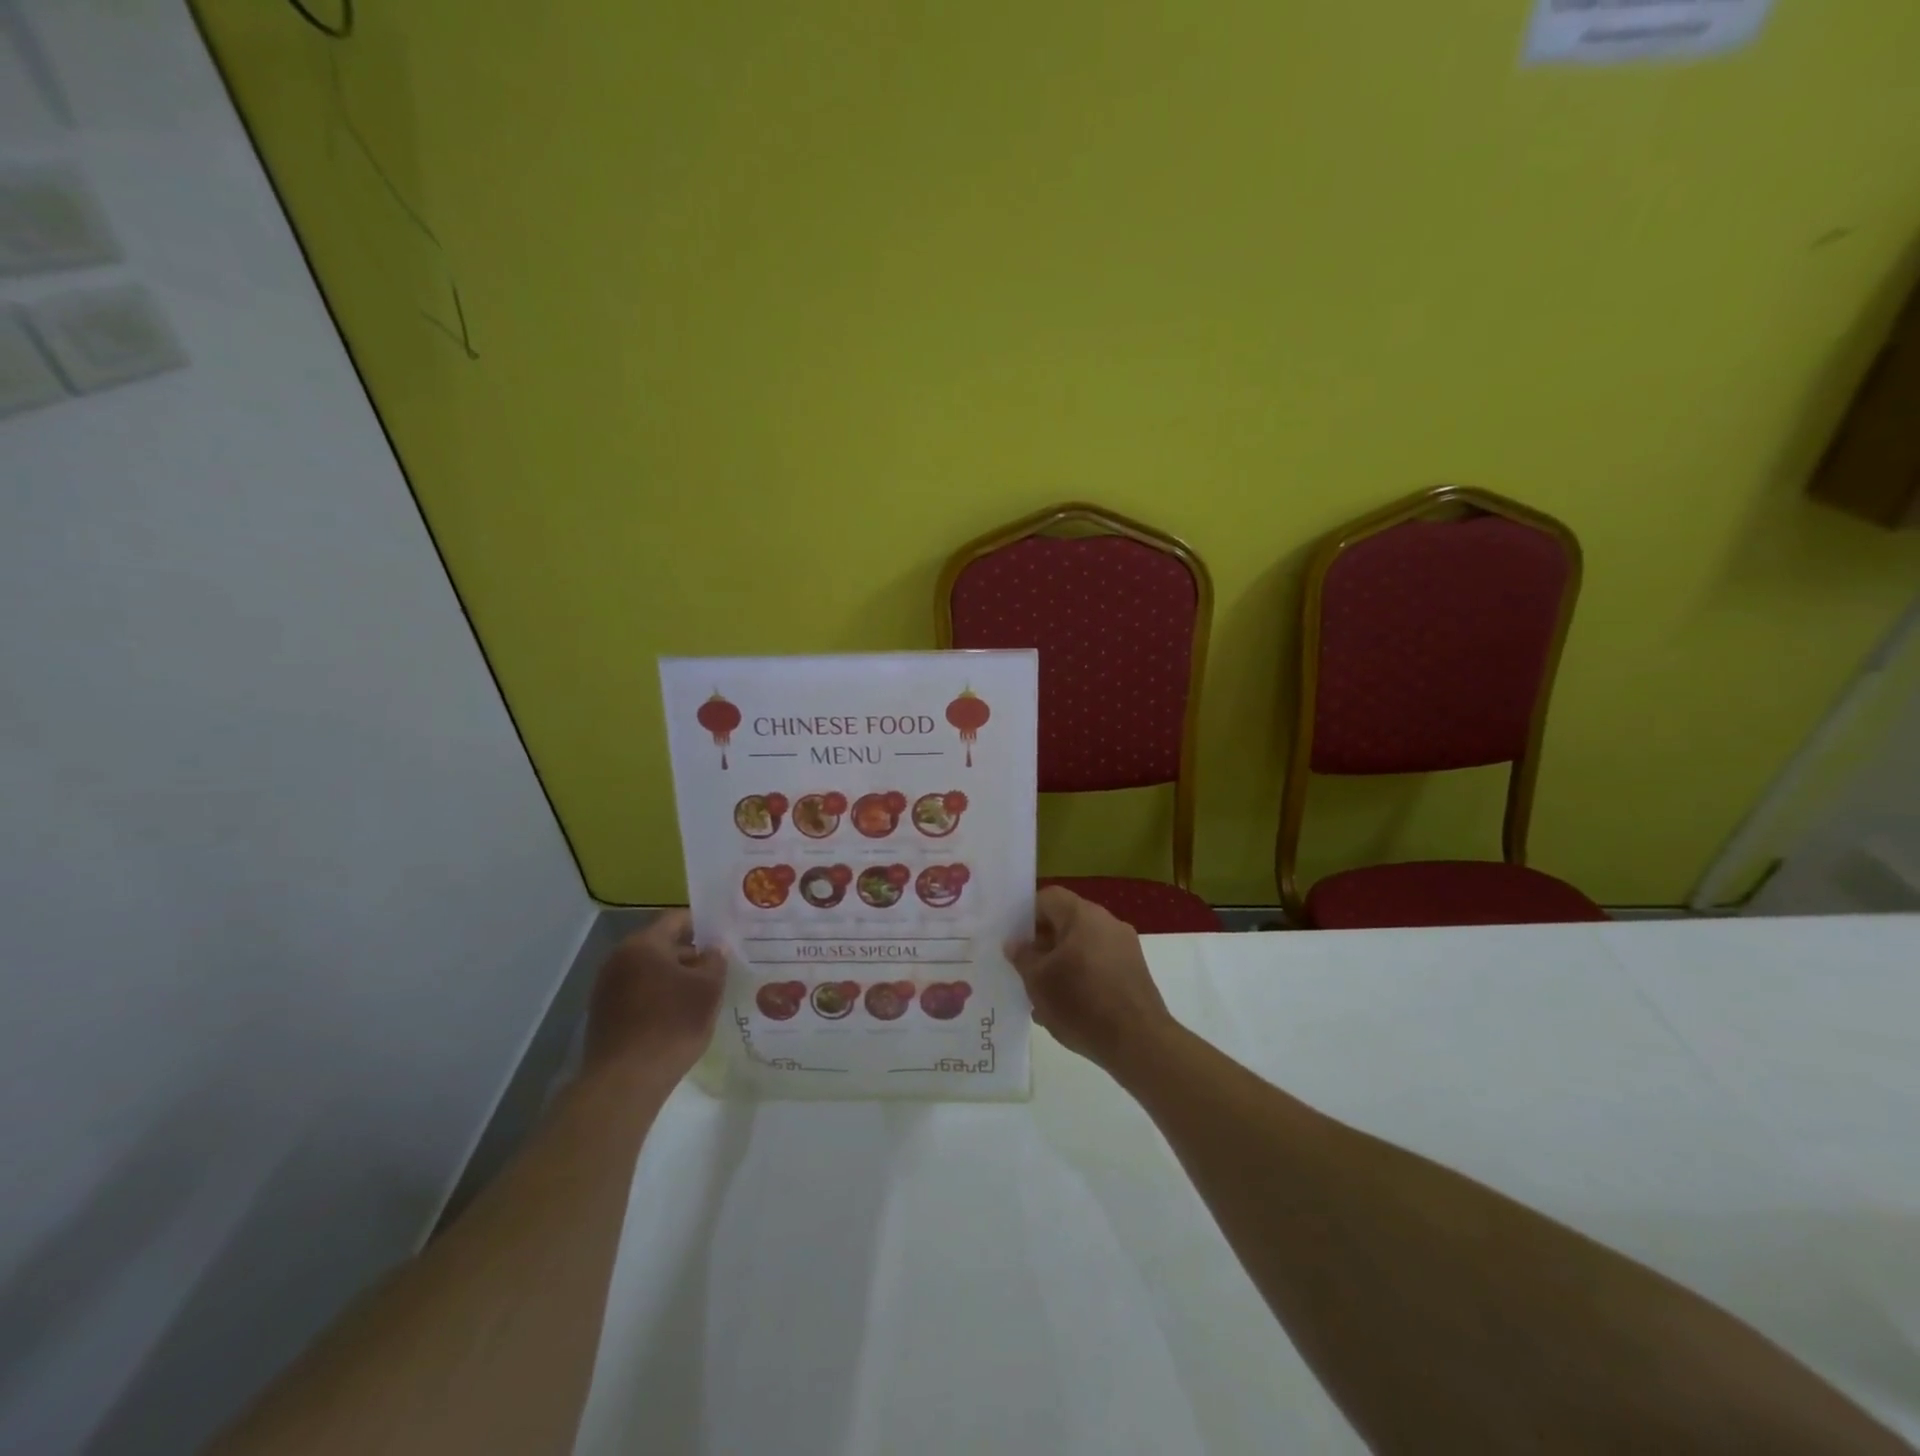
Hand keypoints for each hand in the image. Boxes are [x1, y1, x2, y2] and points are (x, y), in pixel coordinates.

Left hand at [585, 910, 725, 1079]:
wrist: (625, 1082)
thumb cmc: (672, 1024)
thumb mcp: (708, 989)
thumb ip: (715, 961)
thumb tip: (714, 949)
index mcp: (643, 944)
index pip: (676, 919)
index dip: (703, 924)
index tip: (724, 936)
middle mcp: (619, 959)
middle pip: (662, 945)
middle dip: (691, 954)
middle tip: (719, 967)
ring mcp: (607, 988)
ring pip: (650, 972)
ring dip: (674, 978)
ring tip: (702, 993)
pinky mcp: (603, 1015)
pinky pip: (638, 994)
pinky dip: (659, 997)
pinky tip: (678, 1015)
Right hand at [1007, 887, 1174, 1072]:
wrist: (1139, 1042)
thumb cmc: (1081, 1004)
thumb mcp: (1038, 981)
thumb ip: (1023, 956)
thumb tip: (1015, 943)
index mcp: (1083, 915)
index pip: (1048, 898)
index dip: (1026, 916)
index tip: (1013, 941)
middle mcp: (1107, 922)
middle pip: (1066, 922)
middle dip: (1043, 944)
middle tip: (1024, 970)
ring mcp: (1125, 947)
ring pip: (1082, 946)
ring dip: (1061, 964)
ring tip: (1043, 996)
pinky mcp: (1135, 971)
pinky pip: (1099, 964)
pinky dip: (1081, 977)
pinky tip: (1068, 1008)